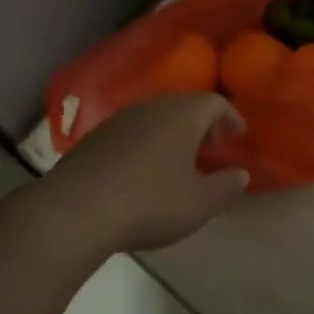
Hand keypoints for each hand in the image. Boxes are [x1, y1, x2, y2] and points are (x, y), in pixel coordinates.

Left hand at [31, 94, 249, 258]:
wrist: (74, 211)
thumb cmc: (149, 202)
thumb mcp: (199, 203)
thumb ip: (227, 186)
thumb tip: (240, 174)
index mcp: (183, 114)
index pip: (215, 102)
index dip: (231, 117)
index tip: (239, 135)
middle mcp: (152, 106)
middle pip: (185, 106)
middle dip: (203, 124)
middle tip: (213, 147)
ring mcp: (119, 119)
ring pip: (156, 117)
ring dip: (173, 134)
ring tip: (181, 161)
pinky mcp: (94, 138)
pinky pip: (132, 132)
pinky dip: (147, 144)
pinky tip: (144, 172)